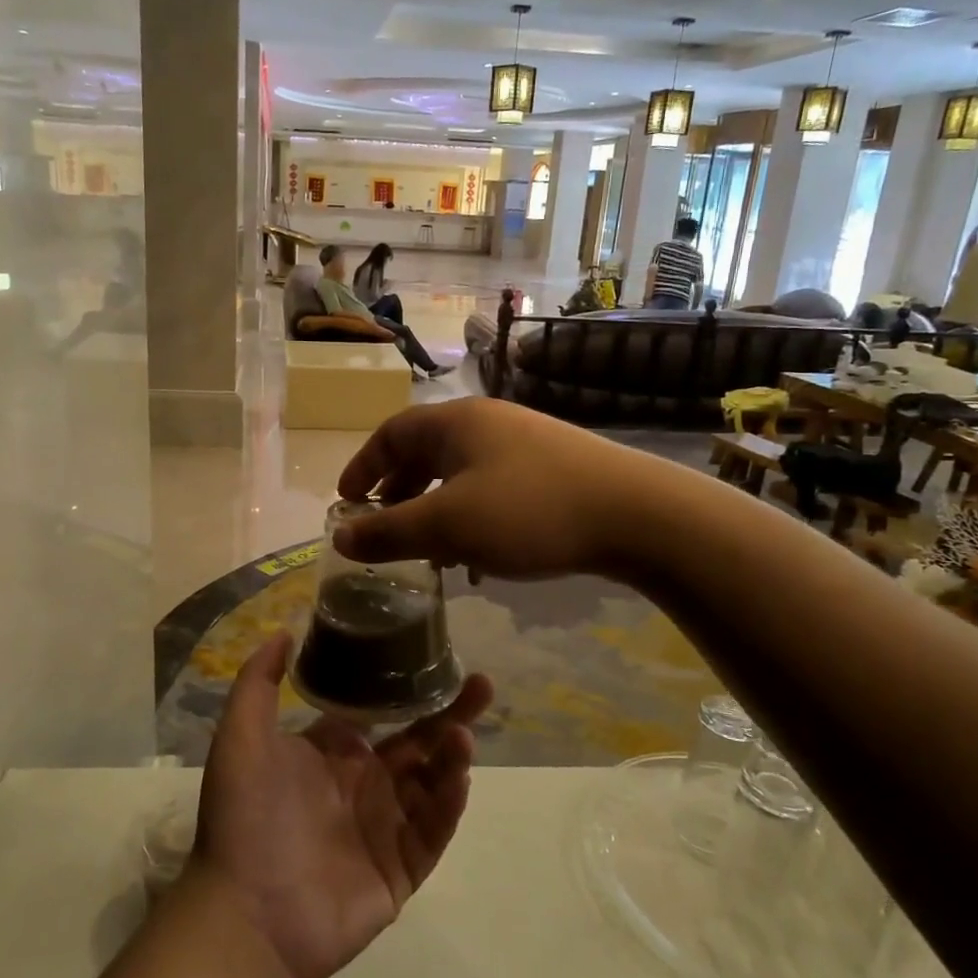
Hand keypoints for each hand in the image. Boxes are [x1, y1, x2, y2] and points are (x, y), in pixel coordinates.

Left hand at [192, 633, 491, 977]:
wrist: (245, 914)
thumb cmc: (244, 817)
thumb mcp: (241, 736)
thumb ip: (259, 681)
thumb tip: (284, 630)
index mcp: (334, 754)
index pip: (382, 712)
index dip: (408, 688)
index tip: (435, 657)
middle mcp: (365, 784)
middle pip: (419, 741)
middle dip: (450, 711)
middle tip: (481, 683)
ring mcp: (386, 827)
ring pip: (433, 782)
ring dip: (452, 754)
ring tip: (463, 730)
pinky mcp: (402, 869)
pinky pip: (433, 829)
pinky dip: (449, 802)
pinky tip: (458, 774)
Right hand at [333, 398, 639, 579]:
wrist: (637, 514)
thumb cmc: (529, 511)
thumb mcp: (449, 525)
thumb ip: (390, 531)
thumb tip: (341, 535)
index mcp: (456, 422)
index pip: (391, 433)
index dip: (363, 466)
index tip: (346, 502)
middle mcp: (487, 423)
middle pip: (425, 451)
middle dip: (398, 491)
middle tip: (385, 528)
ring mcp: (523, 444)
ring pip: (460, 473)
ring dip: (435, 508)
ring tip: (430, 550)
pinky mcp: (551, 469)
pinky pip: (491, 488)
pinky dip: (470, 515)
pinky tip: (481, 554)